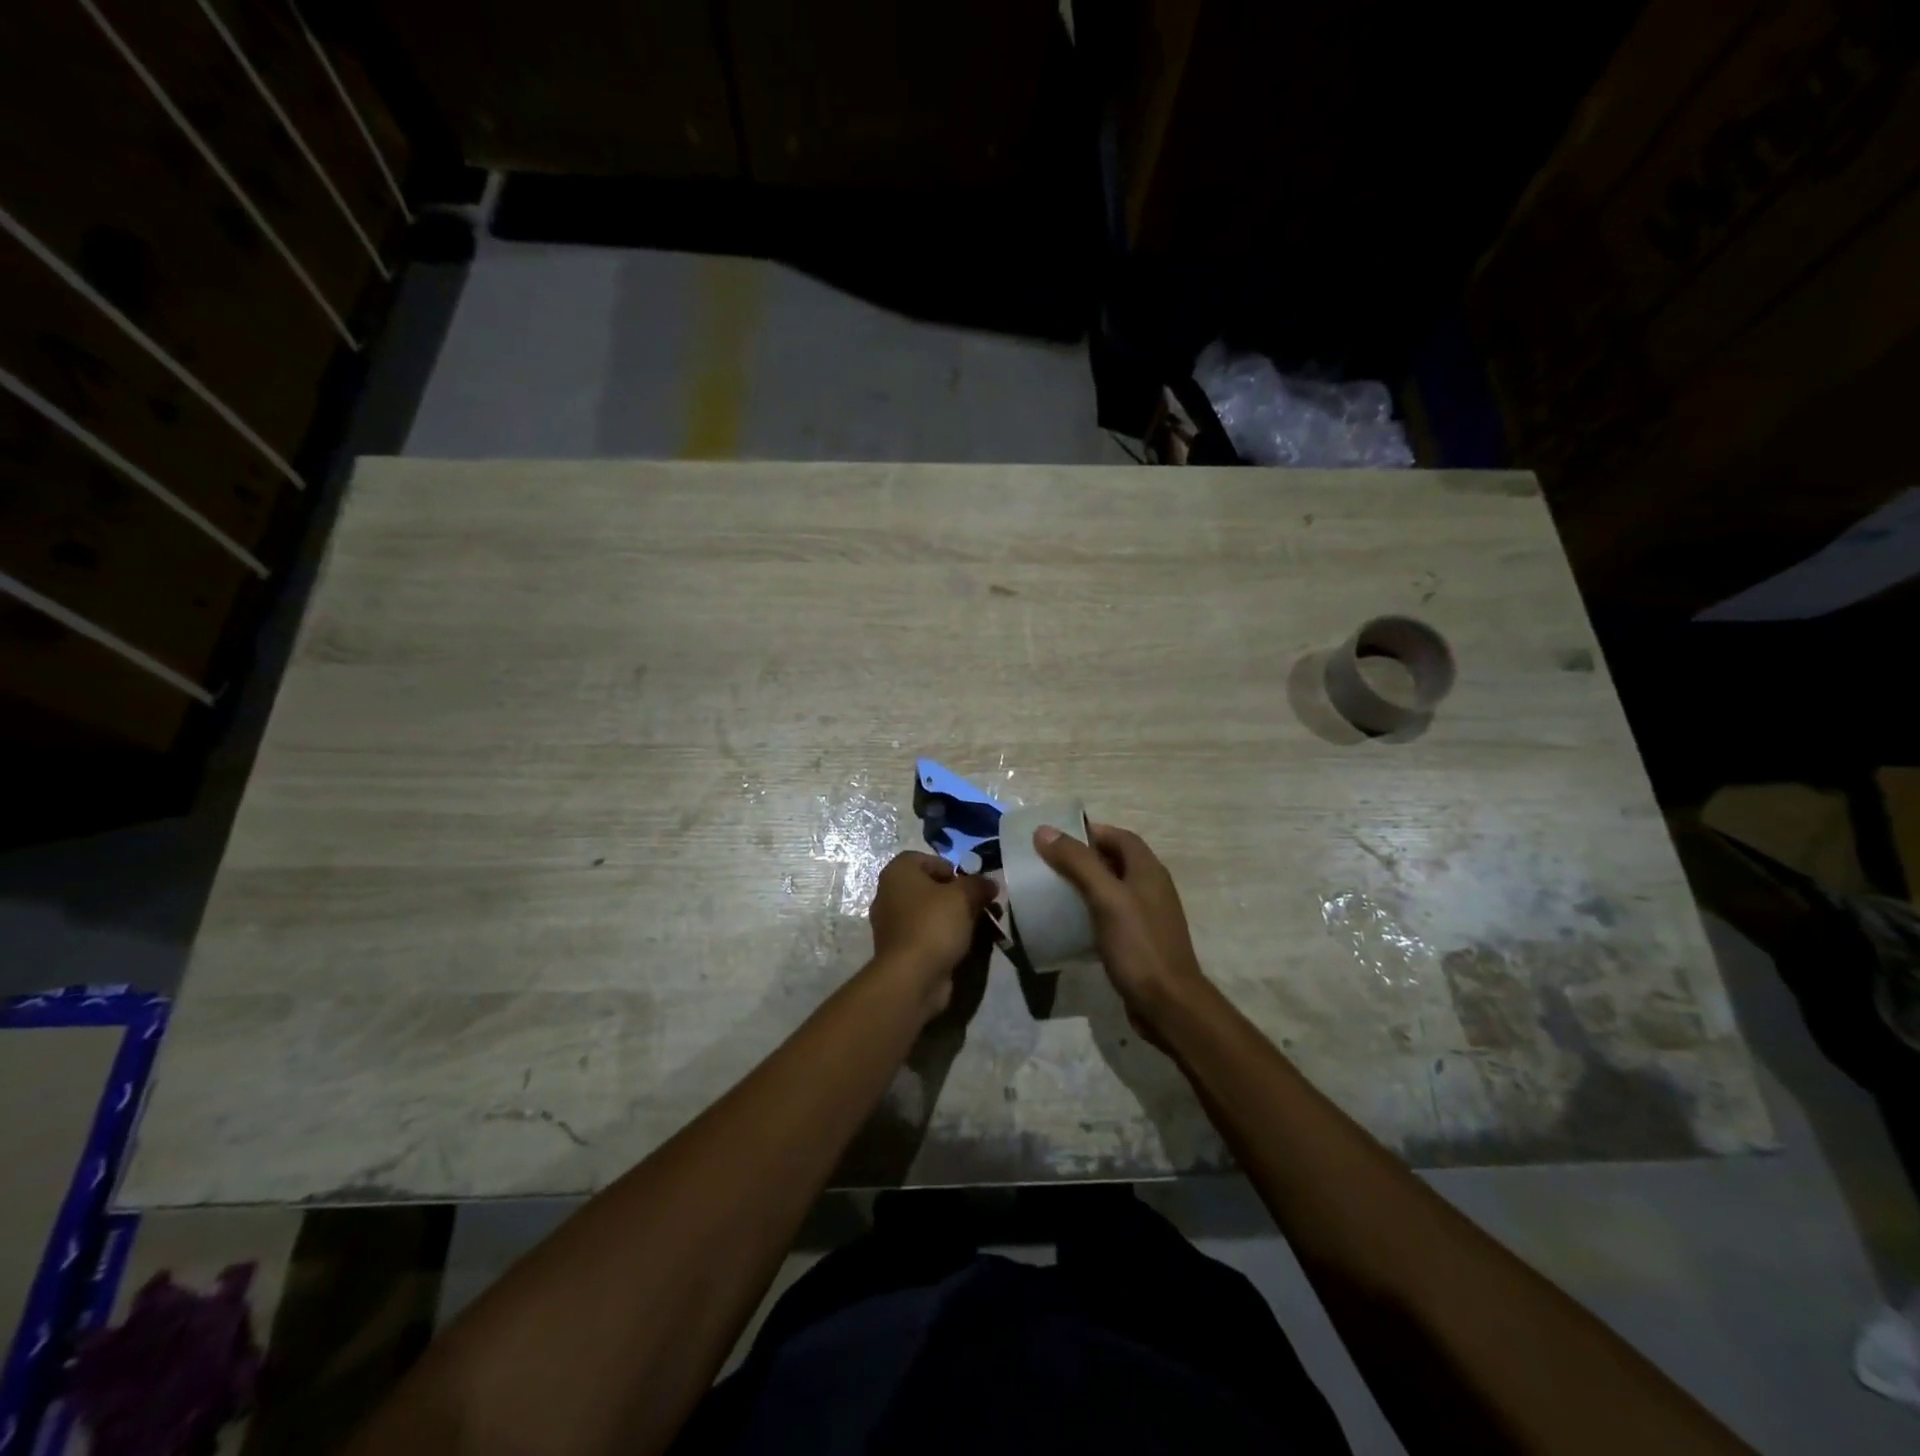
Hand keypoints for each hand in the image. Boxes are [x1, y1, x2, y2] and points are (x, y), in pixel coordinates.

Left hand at [867, 852, 996, 1019]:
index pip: (925, 859)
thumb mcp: (964, 896)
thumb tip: (989, 883)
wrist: (912, 977)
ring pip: (931, 912)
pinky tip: (967, 945)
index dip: (951, 868)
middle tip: (982, 906)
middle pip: (930, 887)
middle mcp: (889, 894)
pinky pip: (928, 934)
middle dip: (960, 895)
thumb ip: (979, 884)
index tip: (970, 884)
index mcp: (898, 873)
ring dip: (957, 917)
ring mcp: (893, 924)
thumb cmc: (934, 924)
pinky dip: (946, 936)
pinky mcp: (901, 949)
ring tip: (984, 927)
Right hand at [1032, 823, 1207, 1042]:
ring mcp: (1148, 916)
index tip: (1057, 839)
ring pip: (1113, 889)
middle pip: (1116, 861)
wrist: (1168, 1005)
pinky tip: (1071, 924)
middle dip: (1084, 858)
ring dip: (1086, 885)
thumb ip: (1078, 862)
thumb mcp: (1105, 898)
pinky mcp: (1140, 941)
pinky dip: (1092, 912)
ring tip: (1055, 891)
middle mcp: (1152, 887)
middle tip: (1050, 865)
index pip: (1119, 837)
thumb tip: (1044, 830)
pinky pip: (1113, 915)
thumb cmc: (1138, 945)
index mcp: (1148, 870)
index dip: (1091, 832)